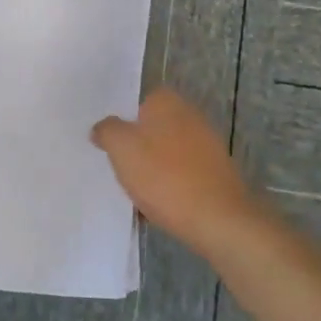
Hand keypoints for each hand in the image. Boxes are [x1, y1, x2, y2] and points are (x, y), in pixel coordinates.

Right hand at [92, 88, 265, 256]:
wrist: (217, 219)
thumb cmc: (163, 175)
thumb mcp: (120, 148)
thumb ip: (107, 131)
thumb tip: (103, 127)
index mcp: (167, 102)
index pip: (139, 102)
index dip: (123, 122)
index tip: (110, 143)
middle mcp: (191, 116)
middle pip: (153, 128)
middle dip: (137, 147)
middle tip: (119, 168)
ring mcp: (207, 145)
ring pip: (167, 153)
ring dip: (152, 169)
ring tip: (136, 192)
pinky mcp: (216, 173)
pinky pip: (183, 174)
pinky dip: (170, 186)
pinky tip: (159, 207)